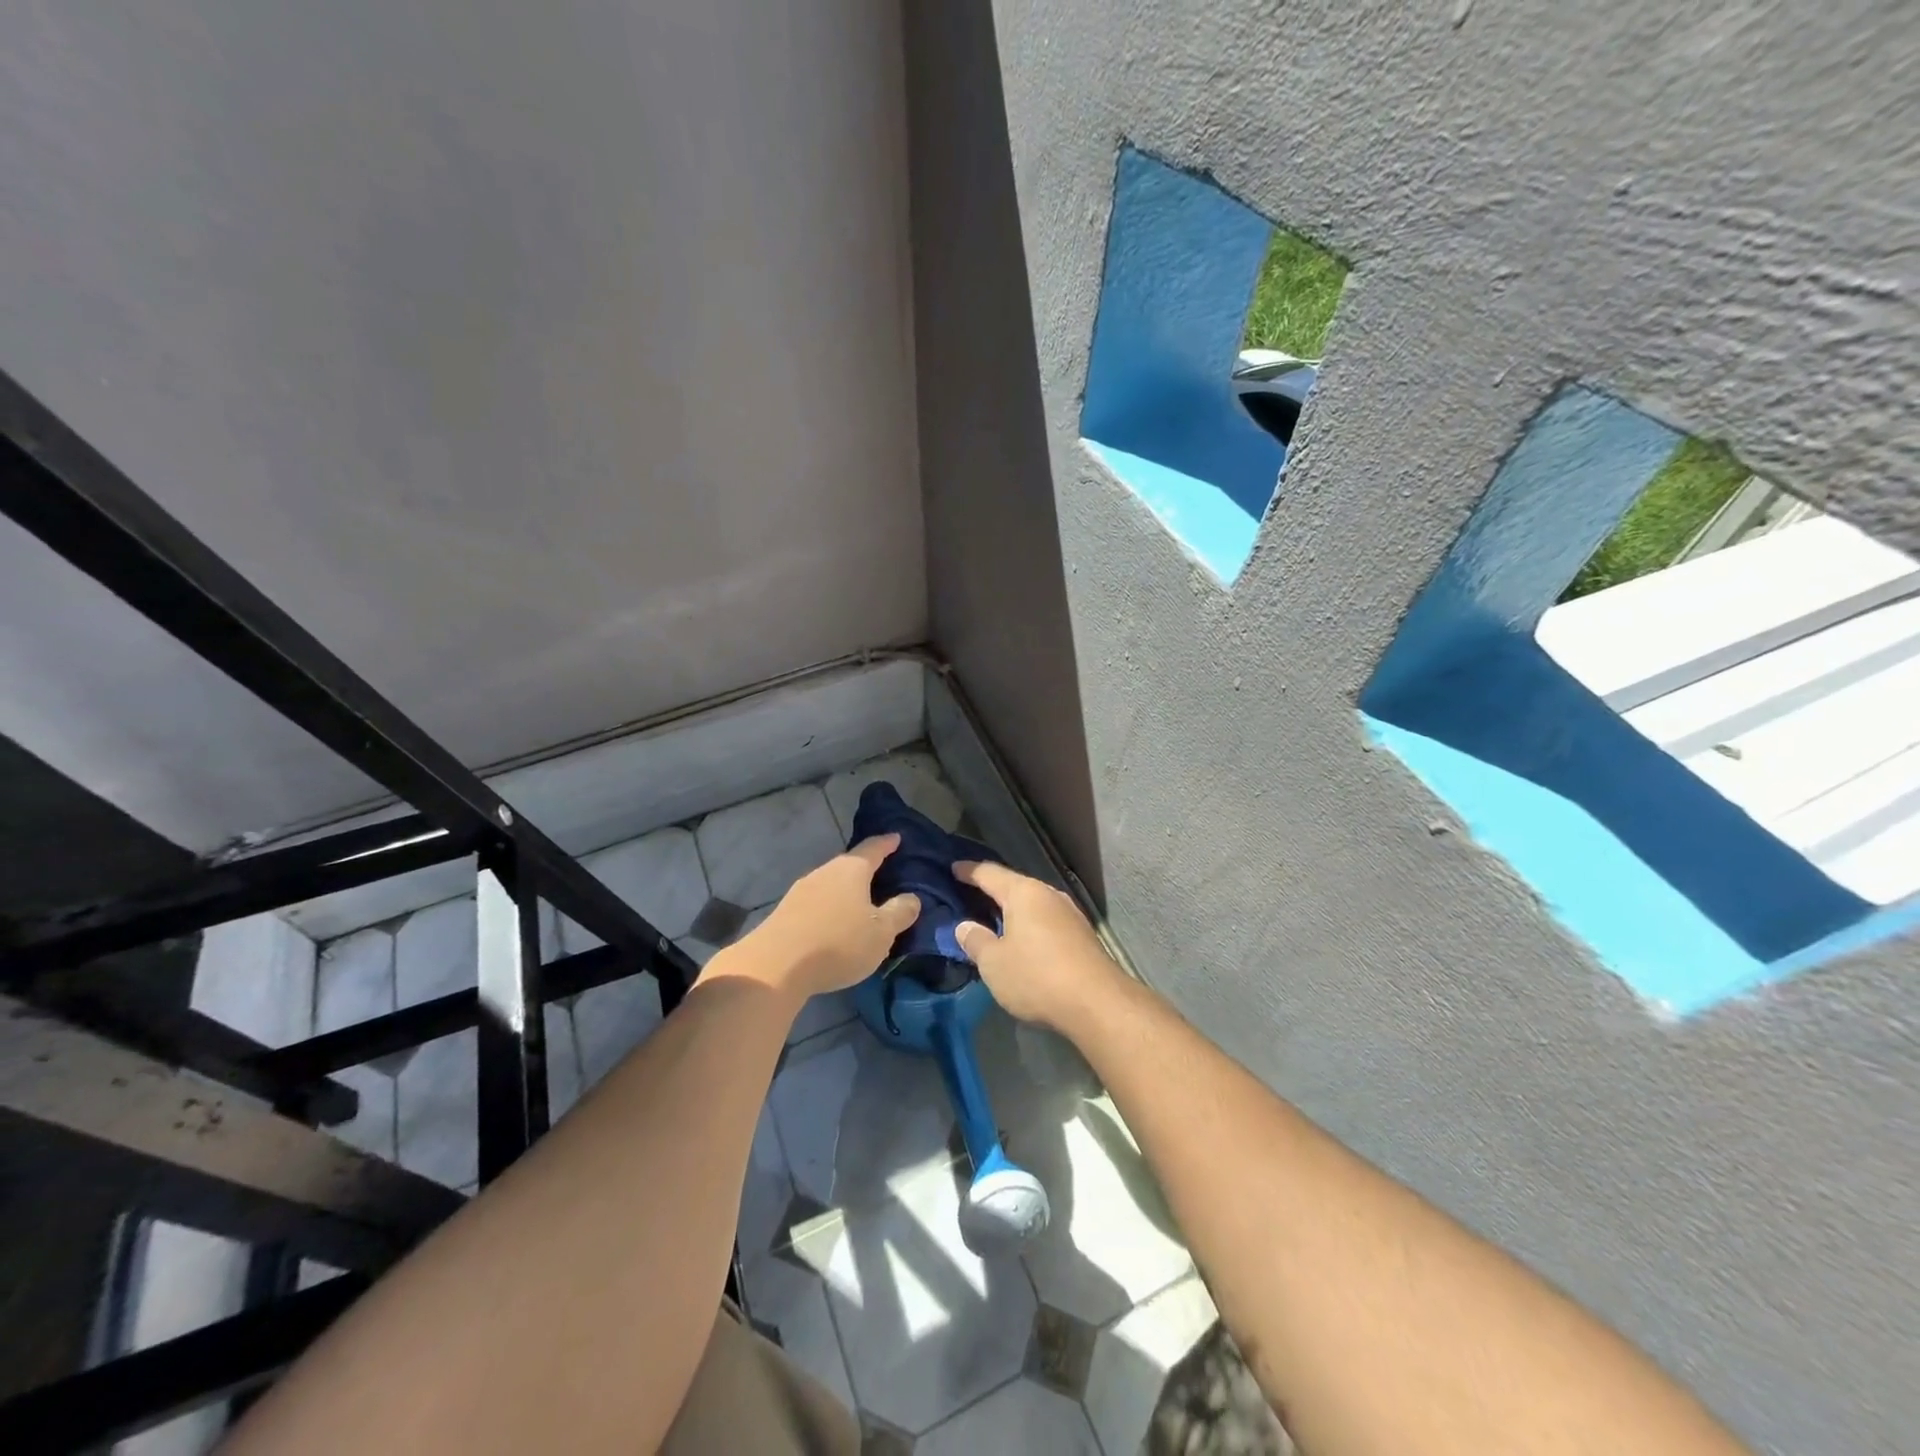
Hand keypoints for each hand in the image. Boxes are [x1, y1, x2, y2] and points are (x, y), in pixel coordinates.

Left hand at [724, 834, 919, 1003]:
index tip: (896, 838)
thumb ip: (900, 912)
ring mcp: (802, 891)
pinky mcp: (786, 913)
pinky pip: (817, 903)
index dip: (887, 843)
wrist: (775, 966)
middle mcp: (825, 872)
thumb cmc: (838, 943)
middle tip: (884, 876)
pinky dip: (830, 908)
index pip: (874, 848)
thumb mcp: (881, 932)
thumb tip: (911, 898)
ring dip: (847, 892)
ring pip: (832, 885)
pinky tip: (835, 925)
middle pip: (850, 865)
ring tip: (861, 905)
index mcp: (851, 869)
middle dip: (867, 870)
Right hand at [954, 861, 1121, 1031]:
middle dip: (992, 890)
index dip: (969, 871)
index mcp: (1024, 892)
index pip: (989, 873)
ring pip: (1033, 904)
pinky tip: (1022, 940)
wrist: (1097, 1003)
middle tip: (969, 895)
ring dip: (1013, 910)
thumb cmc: (1036, 976)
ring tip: (993, 918)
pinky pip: (1046, 920)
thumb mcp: (993, 963)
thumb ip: (975, 940)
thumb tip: (964, 926)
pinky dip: (1029, 925)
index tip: (953, 868)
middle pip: (1014, 885)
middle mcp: (1048, 894)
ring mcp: (1069, 913)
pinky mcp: (1082, 935)